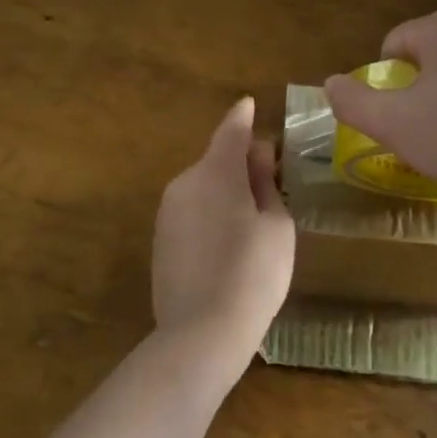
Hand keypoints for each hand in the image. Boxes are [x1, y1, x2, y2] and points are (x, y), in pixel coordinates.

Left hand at [152, 97, 294, 368]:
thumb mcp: (276, 225)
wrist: (201, 334)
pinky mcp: (160, 240)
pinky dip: (210, 216)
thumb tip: (257, 155)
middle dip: (240, 165)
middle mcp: (185, 183)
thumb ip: (266, 183)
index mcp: (216, 172)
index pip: (231, 131)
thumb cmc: (253, 273)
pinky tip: (227, 248)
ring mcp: (167, 212)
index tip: (248, 103)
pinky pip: (191, 213)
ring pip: (203, 188)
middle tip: (270, 185)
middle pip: (217, 161)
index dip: (242, 117)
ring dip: (225, 192)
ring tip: (252, 225)